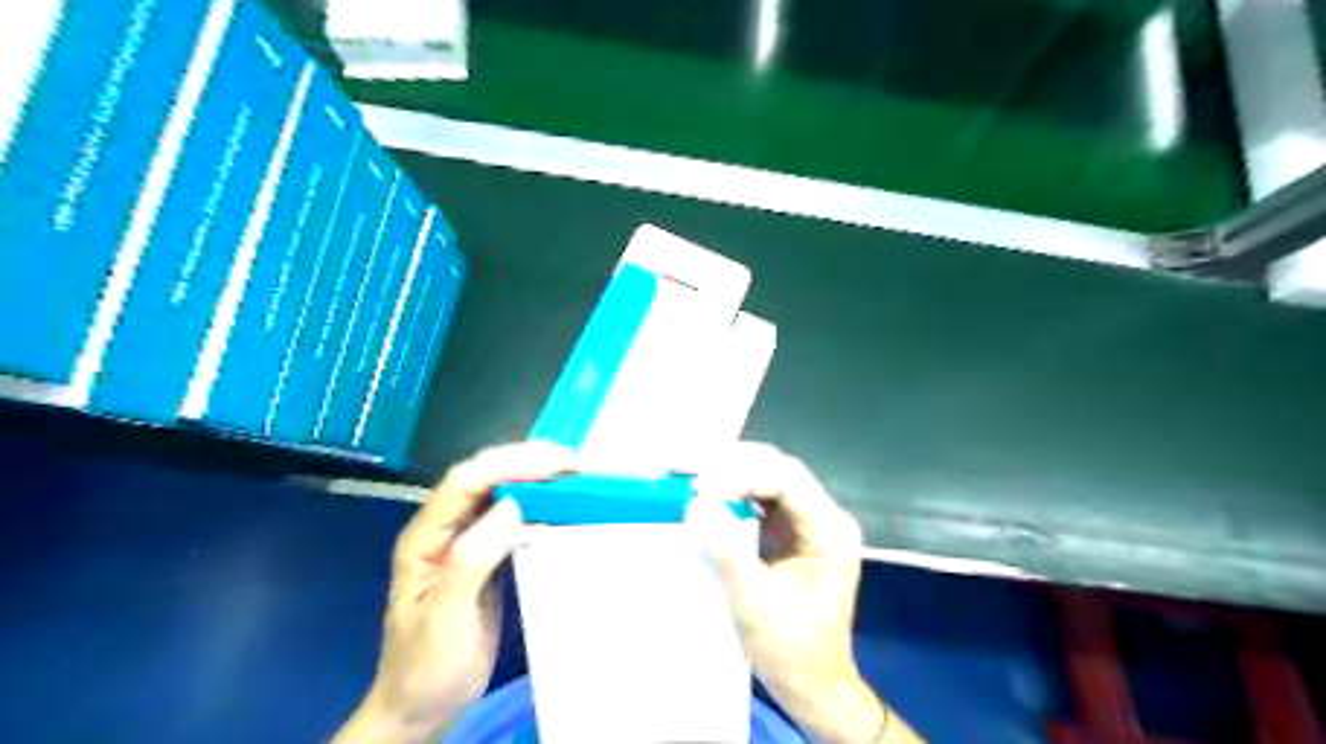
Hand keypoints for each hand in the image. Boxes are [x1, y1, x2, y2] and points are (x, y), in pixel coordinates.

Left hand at [335, 443, 572, 743]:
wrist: (422, 706)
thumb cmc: (426, 666)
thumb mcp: (445, 617)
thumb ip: (472, 559)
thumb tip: (512, 506)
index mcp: (425, 538)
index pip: (465, 483)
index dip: (509, 465)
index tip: (554, 464)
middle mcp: (445, 529)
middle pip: (484, 479)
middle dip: (527, 462)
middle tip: (573, 463)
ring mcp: (465, 541)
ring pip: (501, 494)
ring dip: (536, 479)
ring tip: (574, 475)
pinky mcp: (486, 555)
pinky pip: (513, 519)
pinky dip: (539, 506)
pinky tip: (561, 505)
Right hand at [690, 443, 917, 741]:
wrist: (813, 688)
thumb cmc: (792, 651)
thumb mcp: (756, 603)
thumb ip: (728, 550)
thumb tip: (695, 504)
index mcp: (829, 530)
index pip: (785, 480)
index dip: (740, 476)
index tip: (698, 489)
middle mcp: (822, 517)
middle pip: (776, 469)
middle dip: (730, 463)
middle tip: (684, 466)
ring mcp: (805, 524)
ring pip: (766, 479)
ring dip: (727, 473)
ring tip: (687, 472)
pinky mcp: (787, 534)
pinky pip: (758, 500)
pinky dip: (729, 493)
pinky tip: (704, 494)